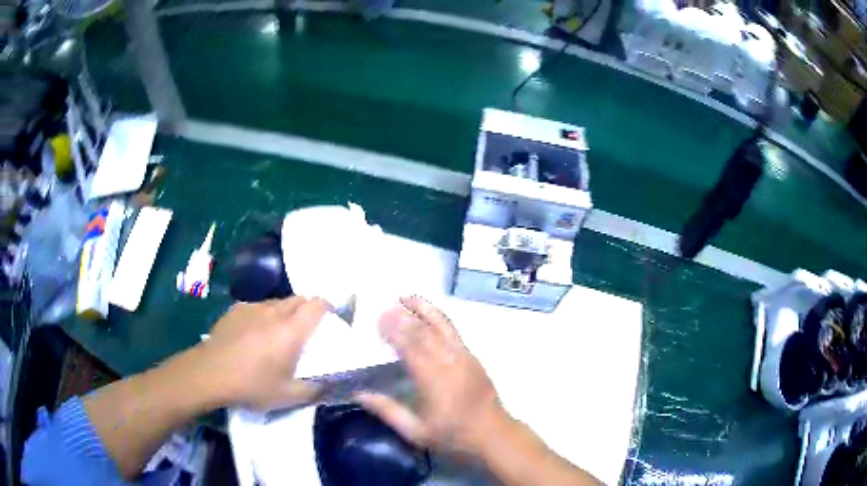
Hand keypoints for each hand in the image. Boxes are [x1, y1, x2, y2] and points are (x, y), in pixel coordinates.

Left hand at [193, 296, 328, 410]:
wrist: (209, 373)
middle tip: (307, 330)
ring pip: (277, 302)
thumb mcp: (288, 397)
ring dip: (285, 312)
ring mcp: (252, 308)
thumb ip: (315, 390)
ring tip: (279, 332)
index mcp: (291, 331)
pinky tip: (254, 334)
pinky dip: (263, 315)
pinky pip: (257, 307)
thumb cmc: (252, 385)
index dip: (328, 307)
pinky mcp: (235, 310)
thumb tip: (329, 385)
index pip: (317, 305)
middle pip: (299, 298)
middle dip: (308, 309)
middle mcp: (274, 312)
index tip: (331, 319)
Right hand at [357, 296, 510, 455]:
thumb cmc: (453, 435)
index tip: (377, 319)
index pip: (411, 347)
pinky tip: (429, 314)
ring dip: (423, 309)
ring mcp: (464, 356)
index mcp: (434, 379)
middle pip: (424, 332)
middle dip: (403, 317)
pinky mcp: (472, 357)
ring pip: (442, 325)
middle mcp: (449, 362)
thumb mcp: (416, 432)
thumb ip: (388, 411)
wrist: (493, 434)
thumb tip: (359, 394)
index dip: (394, 330)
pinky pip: (454, 331)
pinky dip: (439, 318)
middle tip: (384, 306)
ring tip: (406, 297)